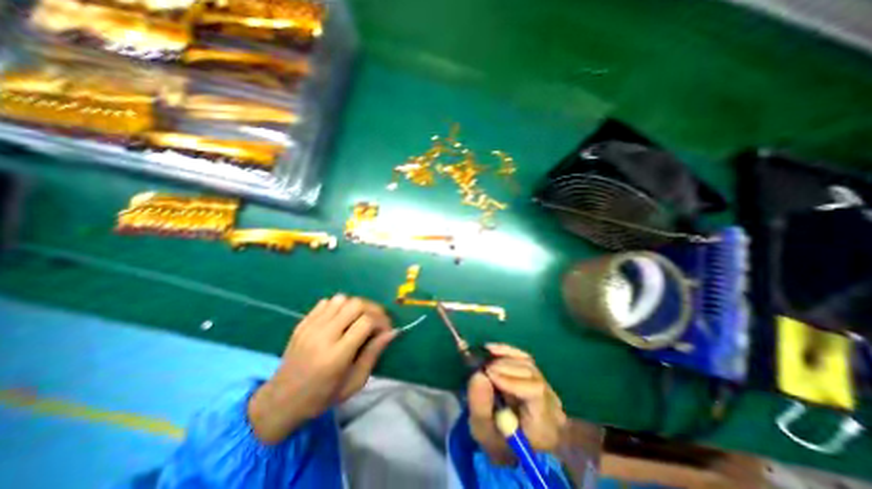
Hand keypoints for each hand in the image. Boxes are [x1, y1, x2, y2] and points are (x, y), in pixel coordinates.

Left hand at [246, 294, 395, 443]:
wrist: (281, 401)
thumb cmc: (322, 397)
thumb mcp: (355, 382)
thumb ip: (373, 353)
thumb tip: (392, 332)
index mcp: (336, 355)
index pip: (366, 322)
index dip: (382, 321)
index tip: (386, 330)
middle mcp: (323, 336)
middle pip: (356, 304)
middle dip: (373, 309)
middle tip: (378, 320)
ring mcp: (310, 327)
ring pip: (342, 299)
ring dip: (356, 306)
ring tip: (360, 319)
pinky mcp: (302, 323)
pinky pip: (327, 302)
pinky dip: (340, 306)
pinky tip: (342, 319)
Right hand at [467, 344, 569, 464]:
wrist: (511, 442)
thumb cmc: (498, 441)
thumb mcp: (484, 433)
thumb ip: (480, 407)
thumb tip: (479, 374)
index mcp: (543, 424)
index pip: (535, 392)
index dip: (511, 379)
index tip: (488, 374)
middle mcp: (551, 402)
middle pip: (531, 374)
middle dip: (504, 367)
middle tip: (482, 367)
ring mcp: (546, 387)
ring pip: (527, 363)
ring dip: (503, 358)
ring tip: (484, 361)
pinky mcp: (537, 375)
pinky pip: (524, 358)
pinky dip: (506, 351)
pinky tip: (491, 349)